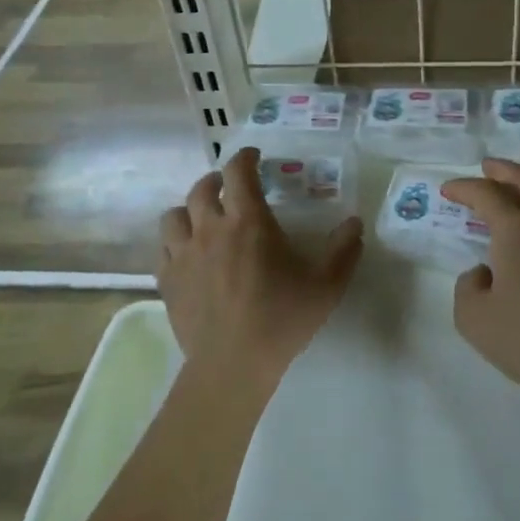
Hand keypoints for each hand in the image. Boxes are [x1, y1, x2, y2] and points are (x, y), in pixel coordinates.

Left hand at [157, 147, 362, 397]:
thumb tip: (355, 223)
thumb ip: (343, 250)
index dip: (244, 157)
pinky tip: (187, 255)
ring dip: (189, 211)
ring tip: (202, 219)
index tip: (253, 156)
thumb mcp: (326, 285)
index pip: (238, 172)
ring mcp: (184, 254)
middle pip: (201, 188)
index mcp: (248, 221)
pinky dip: (175, 245)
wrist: (233, 364)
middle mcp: (210, 228)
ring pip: (174, 216)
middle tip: (228, 187)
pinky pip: (164, 250)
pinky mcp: (167, 280)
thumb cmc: (282, 319)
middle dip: (216, 181)